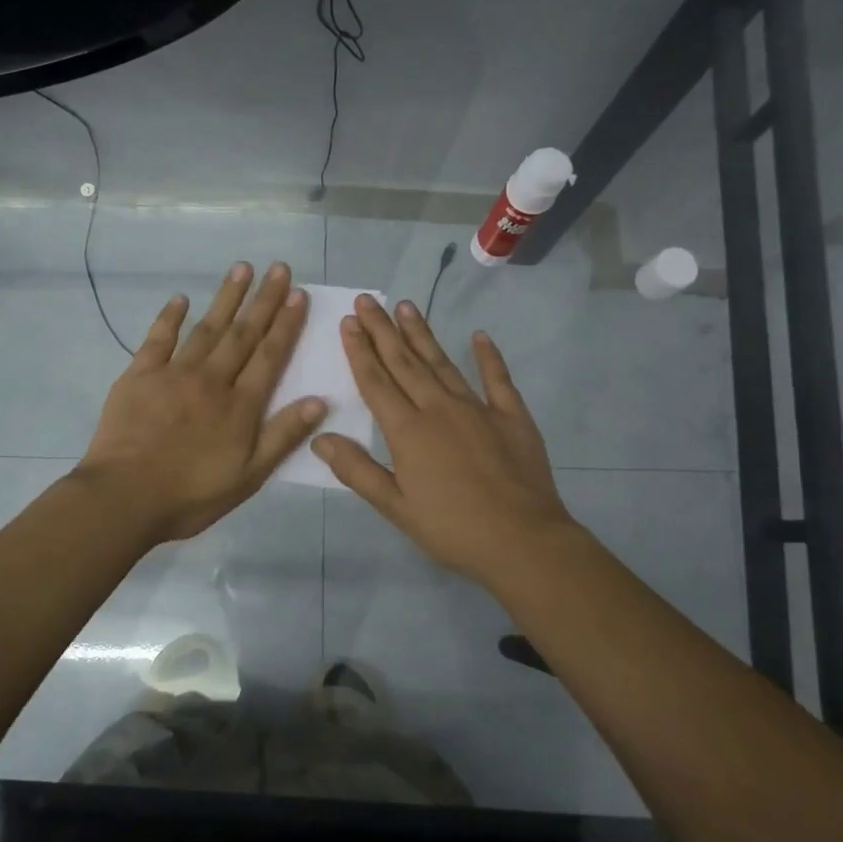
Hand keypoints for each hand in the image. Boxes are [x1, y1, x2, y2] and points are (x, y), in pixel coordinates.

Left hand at [76, 261, 326, 543]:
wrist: (125, 497)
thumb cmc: (191, 494)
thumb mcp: (249, 475)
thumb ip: (283, 436)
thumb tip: (320, 400)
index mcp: (240, 405)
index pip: (270, 356)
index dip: (286, 324)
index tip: (298, 294)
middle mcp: (211, 380)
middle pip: (243, 333)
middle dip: (263, 299)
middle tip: (278, 267)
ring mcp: (173, 373)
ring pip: (206, 328)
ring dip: (226, 297)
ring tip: (242, 268)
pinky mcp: (139, 375)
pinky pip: (158, 338)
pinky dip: (171, 317)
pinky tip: (181, 298)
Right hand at [311, 294, 578, 587]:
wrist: (523, 540)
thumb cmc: (452, 529)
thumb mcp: (395, 507)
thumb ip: (357, 470)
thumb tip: (320, 438)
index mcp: (408, 431)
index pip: (376, 382)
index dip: (360, 351)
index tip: (349, 322)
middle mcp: (439, 408)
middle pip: (405, 362)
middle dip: (383, 330)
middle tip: (368, 301)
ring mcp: (478, 408)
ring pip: (442, 363)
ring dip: (422, 334)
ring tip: (406, 306)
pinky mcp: (512, 416)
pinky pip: (497, 379)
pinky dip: (488, 356)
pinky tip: (479, 336)